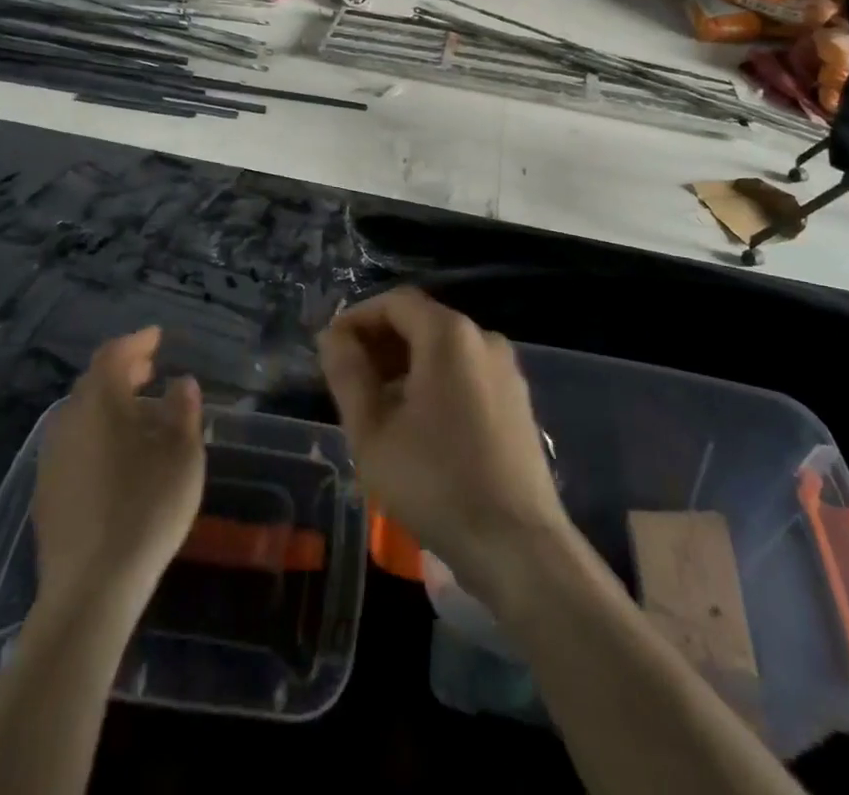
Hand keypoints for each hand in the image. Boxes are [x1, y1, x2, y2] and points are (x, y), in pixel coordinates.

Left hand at [32, 327, 204, 615]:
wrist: (90, 590)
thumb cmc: (146, 508)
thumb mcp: (182, 454)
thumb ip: (183, 410)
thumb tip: (181, 382)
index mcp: (99, 402)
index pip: (113, 355)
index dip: (136, 342)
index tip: (157, 337)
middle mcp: (67, 420)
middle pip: (93, 383)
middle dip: (122, 371)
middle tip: (149, 369)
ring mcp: (51, 459)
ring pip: (81, 415)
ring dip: (109, 404)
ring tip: (139, 413)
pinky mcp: (46, 493)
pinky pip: (74, 444)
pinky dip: (97, 434)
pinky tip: (117, 456)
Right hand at [318, 287, 569, 601]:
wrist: (517, 546)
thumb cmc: (435, 483)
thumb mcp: (372, 431)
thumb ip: (348, 375)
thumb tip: (333, 337)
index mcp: (448, 334)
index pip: (395, 302)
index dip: (357, 318)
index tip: (331, 350)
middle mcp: (483, 338)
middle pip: (422, 321)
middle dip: (380, 343)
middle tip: (349, 380)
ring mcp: (506, 369)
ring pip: (444, 349)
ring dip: (405, 364)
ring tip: (377, 405)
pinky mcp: (517, 400)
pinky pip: (466, 372)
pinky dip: (435, 381)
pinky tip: (417, 424)